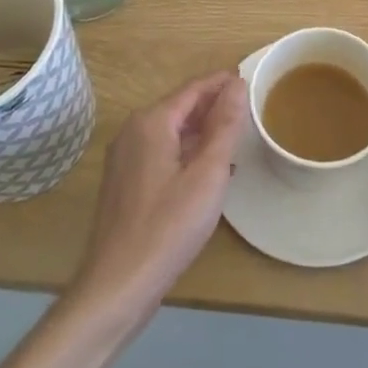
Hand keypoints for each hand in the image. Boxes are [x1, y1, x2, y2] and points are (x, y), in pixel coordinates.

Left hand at [70, 72, 247, 320]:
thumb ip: (225, 125)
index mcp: (151, 122)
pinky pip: (161, 152)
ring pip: (170, 131)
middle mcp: (133, 132)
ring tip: (234, 137)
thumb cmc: (168, 226)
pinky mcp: (124, 183)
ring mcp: (124, 158)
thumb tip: (237, 83)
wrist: (118, 286)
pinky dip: (186, 152)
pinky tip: (206, 170)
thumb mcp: (208, 174)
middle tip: (247, 110)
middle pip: (180, 107)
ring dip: (201, 131)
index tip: (249, 80)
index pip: (193, 89)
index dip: (222, 83)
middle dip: (213, 106)